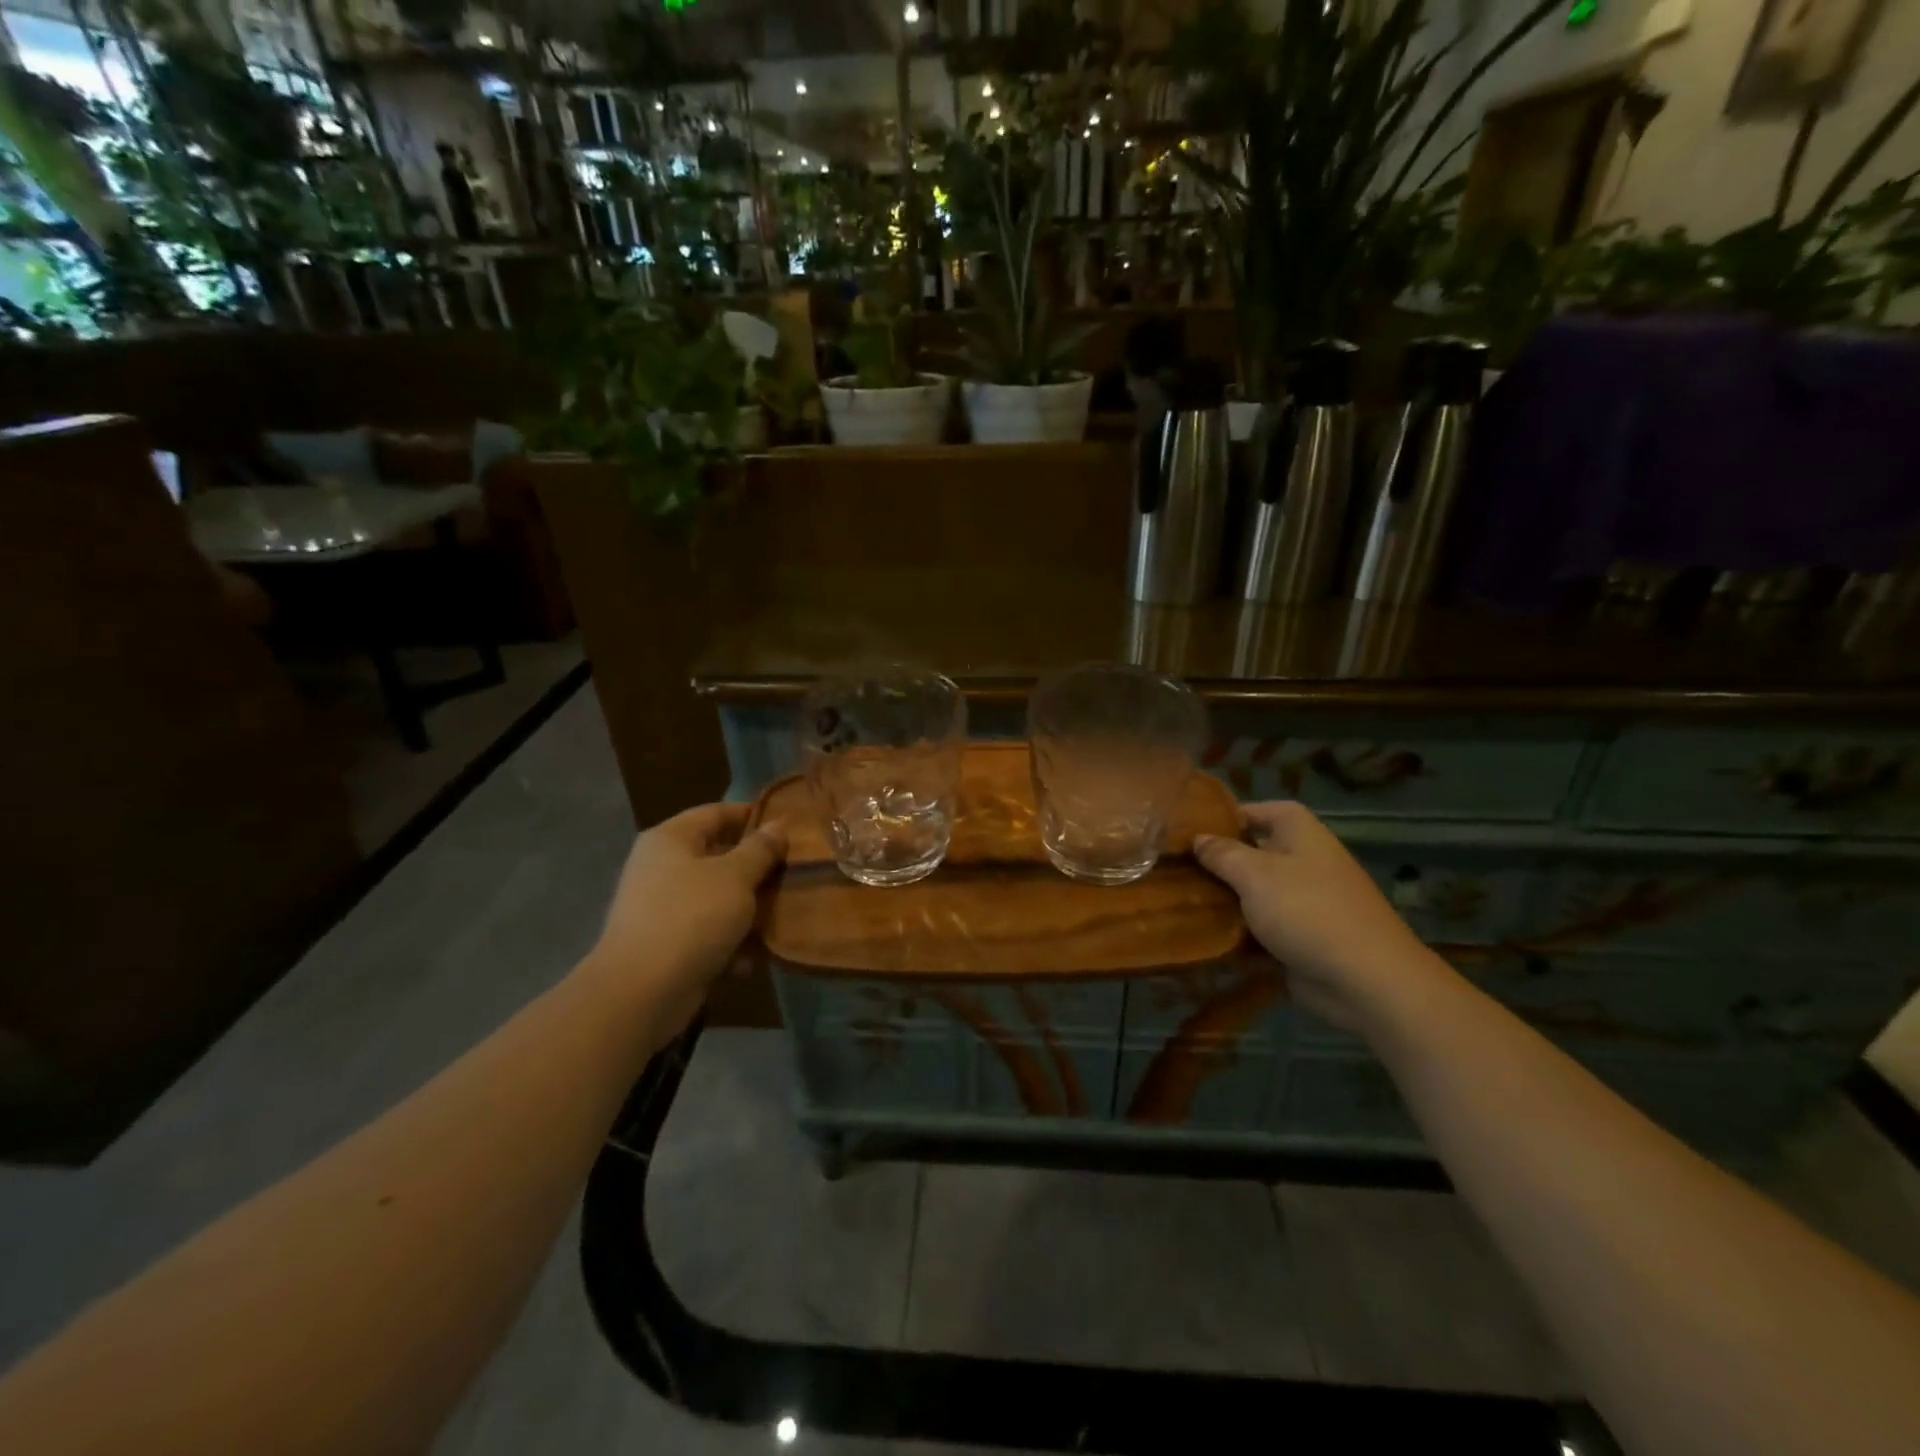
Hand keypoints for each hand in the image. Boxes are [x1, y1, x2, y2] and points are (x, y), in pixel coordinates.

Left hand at [585, 803, 785, 1026]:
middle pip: (718, 856)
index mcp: (671, 839)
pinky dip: (729, 942)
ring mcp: (661, 907)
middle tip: (793, 874)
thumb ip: (761, 849)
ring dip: (748, 909)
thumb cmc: (691, 918)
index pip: (717, 813)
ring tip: (781, 917)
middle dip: (757, 868)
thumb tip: (778, 826)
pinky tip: (751, 959)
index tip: (789, 827)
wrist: (641, 993)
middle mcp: (661, 867)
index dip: (753, 815)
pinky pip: (706, 932)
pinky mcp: (666, 944)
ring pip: (717, 897)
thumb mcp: (736, 877)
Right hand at [1194, 801, 1445, 1029]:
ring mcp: (1302, 899)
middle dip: (1215, 861)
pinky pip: (1260, 924)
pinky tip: (1201, 932)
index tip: (1185, 831)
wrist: (1365, 980)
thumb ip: (1221, 853)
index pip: (1255, 810)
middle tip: (1173, 867)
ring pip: (1252, 890)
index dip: (1222, 816)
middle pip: (1250, 851)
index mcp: (1298, 831)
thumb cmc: (1307, 910)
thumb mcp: (1255, 874)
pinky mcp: (1299, 935)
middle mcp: (1302, 858)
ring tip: (1177, 899)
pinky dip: (1237, 928)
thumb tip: (1198, 838)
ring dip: (1223, 898)